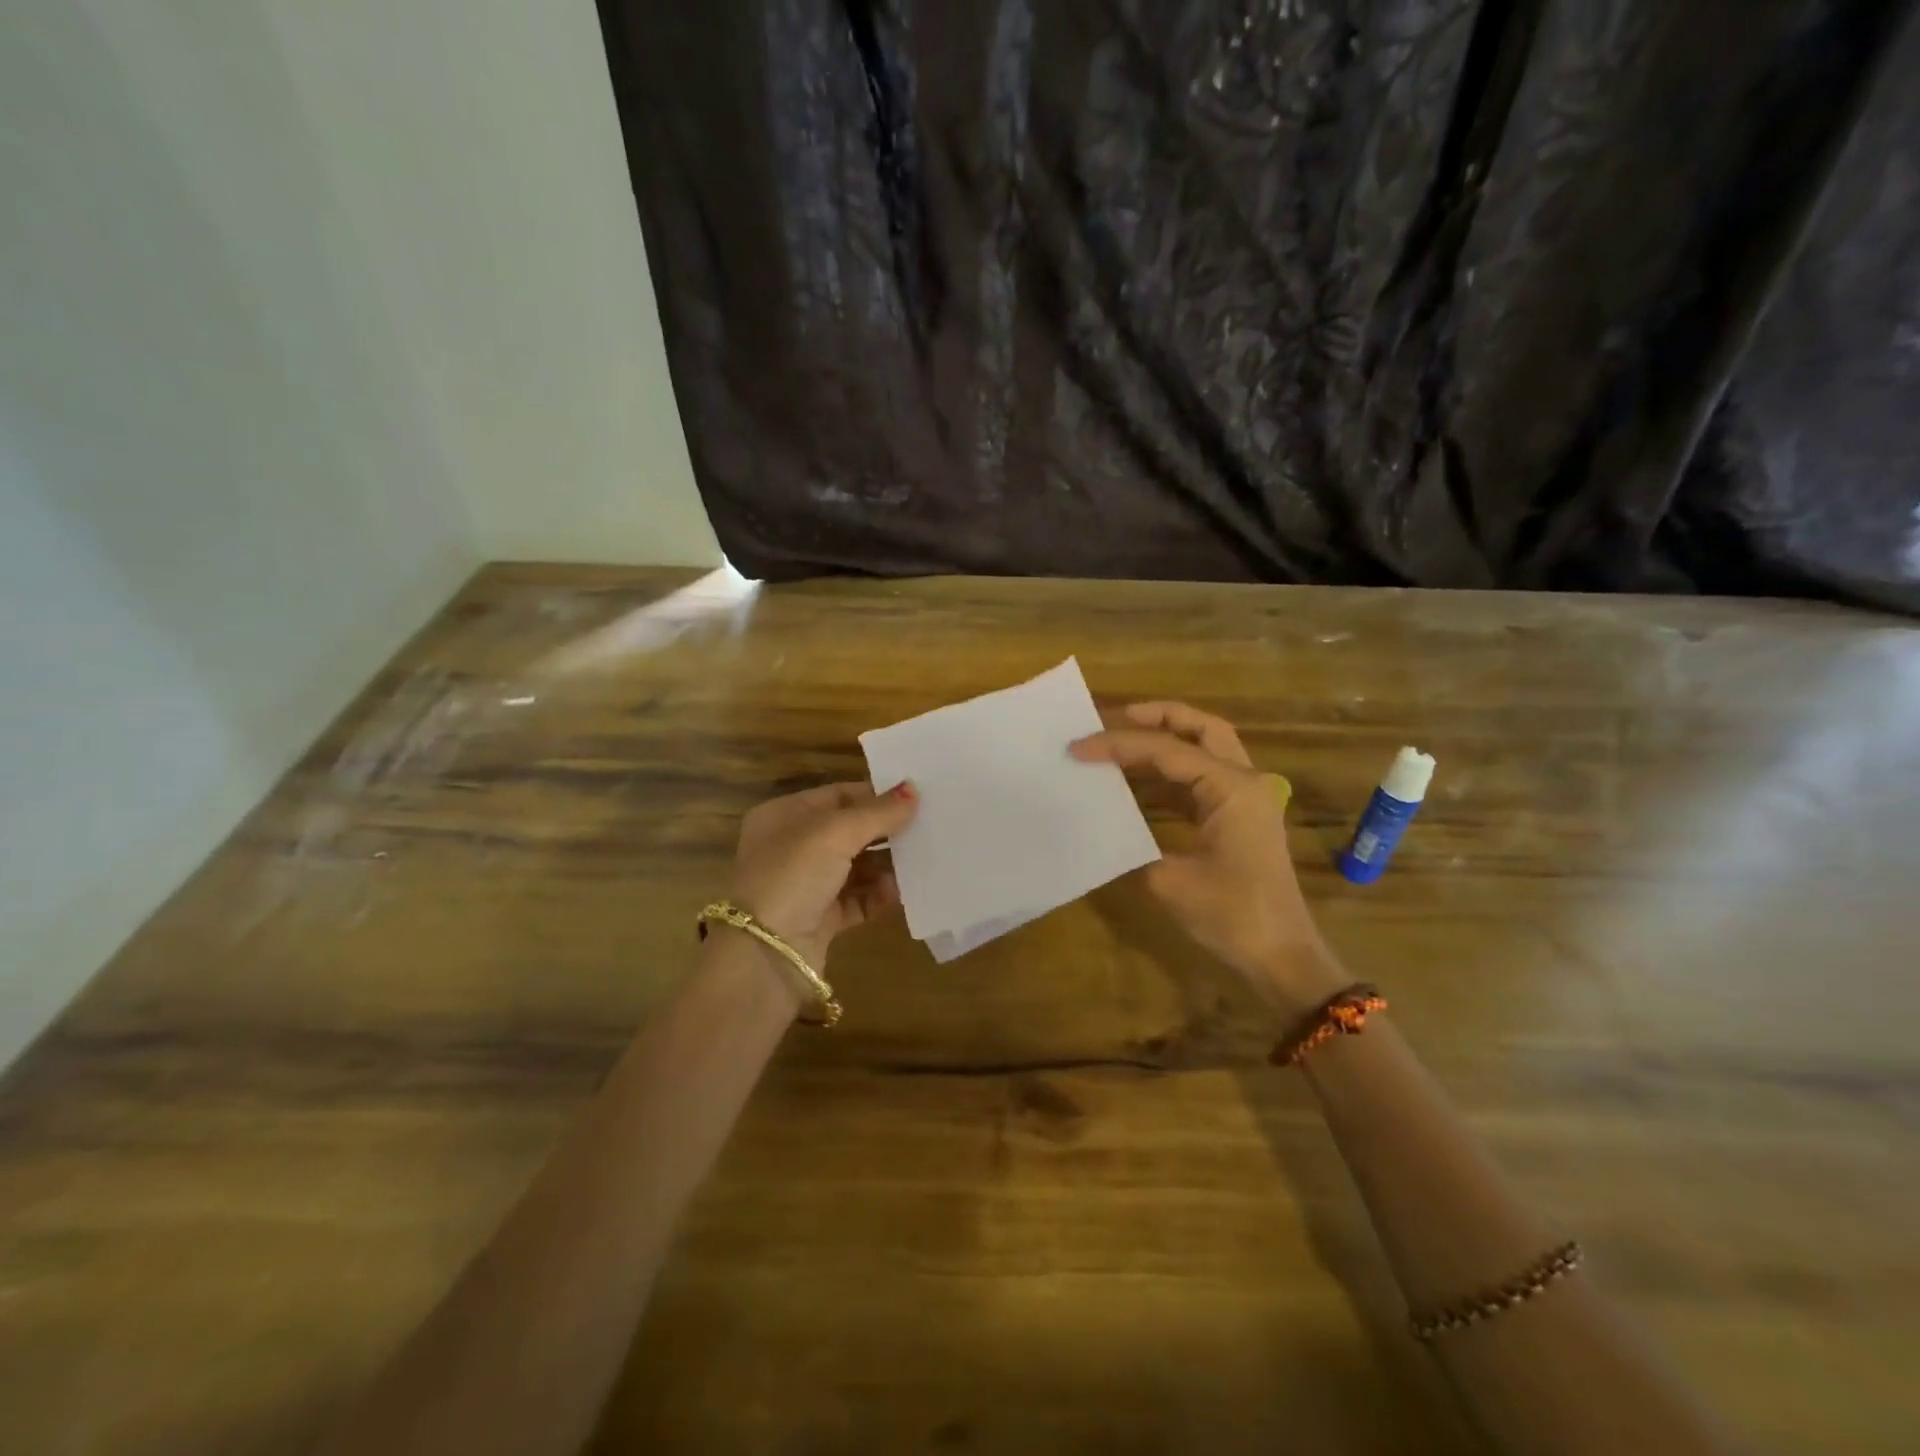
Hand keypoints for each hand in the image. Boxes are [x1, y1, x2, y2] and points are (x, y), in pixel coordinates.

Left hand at [727, 781, 918, 970]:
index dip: (874, 794)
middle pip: (849, 831)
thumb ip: (878, 812)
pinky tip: (903, 892)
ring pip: (857, 867)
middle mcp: (792, 847)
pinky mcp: (821, 919)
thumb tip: (913, 789)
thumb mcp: (835, 833)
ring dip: (887, 865)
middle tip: (928, 827)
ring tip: (922, 859)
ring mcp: (806, 885)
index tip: (915, 796)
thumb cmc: (793, 875)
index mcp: (784, 816)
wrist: (766, 955)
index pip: (837, 795)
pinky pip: (858, 900)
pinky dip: (880, 895)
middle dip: (885, 831)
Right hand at [1072, 702, 1341, 1014]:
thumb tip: (1102, 822)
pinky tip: (1136, 781)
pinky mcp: (1238, 818)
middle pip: (1202, 728)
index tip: (1078, 747)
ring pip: (1205, 749)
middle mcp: (1244, 782)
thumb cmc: (1232, 917)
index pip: (1168, 750)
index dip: (1119, 744)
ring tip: (1118, 743)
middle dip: (1158, 716)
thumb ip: (1133, 843)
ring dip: (1164, 741)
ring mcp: (1245, 799)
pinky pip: (1201, 779)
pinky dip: (1169, 772)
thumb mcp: (1170, 881)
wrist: (1282, 957)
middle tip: (1114, 718)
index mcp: (1233, 788)